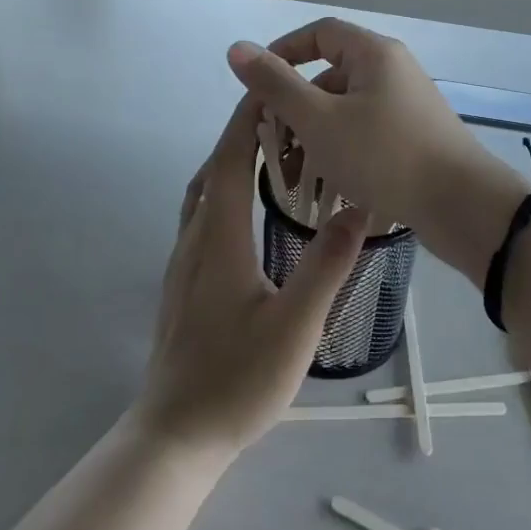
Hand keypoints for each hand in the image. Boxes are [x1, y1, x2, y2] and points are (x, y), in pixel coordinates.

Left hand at [135, 93, 368, 458]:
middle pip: (209, 174)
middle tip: (278, 120)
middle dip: (238, 138)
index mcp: (218, 243)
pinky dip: (220, 195)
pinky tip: (245, 216)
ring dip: (227, 166)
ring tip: (264, 158)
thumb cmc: (236, 381)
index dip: (244, 124)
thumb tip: (356, 210)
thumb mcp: (294, 327)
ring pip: (200, 198)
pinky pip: (200, 222)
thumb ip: (326, 268)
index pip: (227, 165)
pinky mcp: (183, 289)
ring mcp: (182, 269)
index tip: (266, 91)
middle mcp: (194, 245)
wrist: (174, 438)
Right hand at [226, 18, 528, 283]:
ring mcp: (406, 107)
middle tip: (271, 147)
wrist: (462, 205)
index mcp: (374, 54)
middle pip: (330, 77)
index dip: (283, 52)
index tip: (256, 86)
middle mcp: (392, 72)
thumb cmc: (385, 155)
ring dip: (314, 138)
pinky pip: (365, 136)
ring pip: (345, 112)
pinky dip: (340, 154)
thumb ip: (276, 84)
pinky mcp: (413, 139)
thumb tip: (237, 48)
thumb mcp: (320, 120)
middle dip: (294, 110)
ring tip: (293, 179)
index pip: (320, 33)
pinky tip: (325, 188)